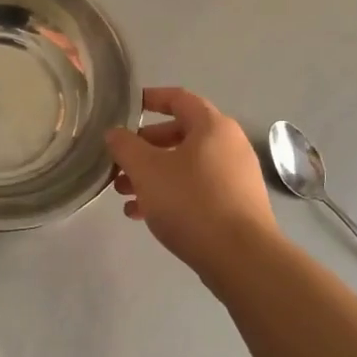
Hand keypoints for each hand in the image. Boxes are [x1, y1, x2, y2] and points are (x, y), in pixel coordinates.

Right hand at [107, 87, 278, 273]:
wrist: (241, 257)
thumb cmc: (191, 202)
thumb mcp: (147, 170)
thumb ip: (125, 146)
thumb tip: (115, 134)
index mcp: (212, 126)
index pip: (179, 98)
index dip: (151, 99)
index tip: (126, 108)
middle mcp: (229, 145)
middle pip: (179, 135)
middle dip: (144, 148)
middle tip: (118, 163)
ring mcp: (235, 177)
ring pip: (184, 166)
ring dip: (152, 175)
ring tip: (122, 194)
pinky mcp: (235, 205)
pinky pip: (196, 189)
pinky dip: (169, 194)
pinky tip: (141, 214)